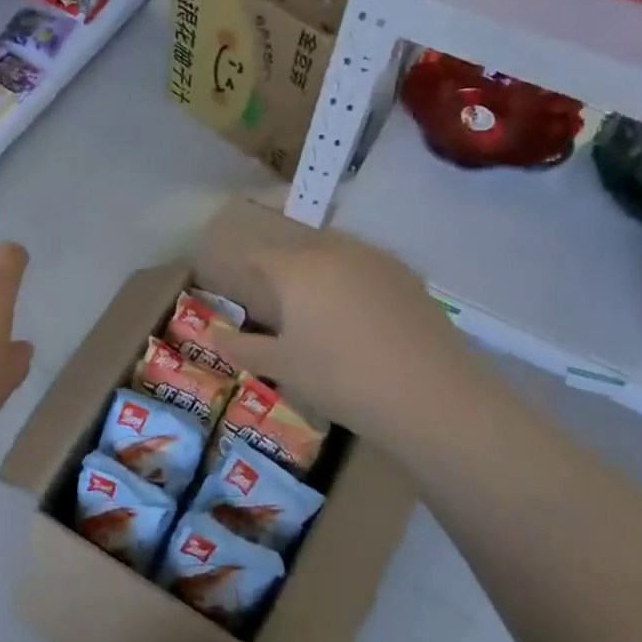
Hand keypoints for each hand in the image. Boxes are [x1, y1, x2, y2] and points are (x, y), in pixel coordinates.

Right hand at [212, 228, 481, 441]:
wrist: (428, 393)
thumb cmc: (340, 376)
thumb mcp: (283, 367)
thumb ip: (244, 349)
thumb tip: (212, 337)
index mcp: (298, 269)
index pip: (262, 255)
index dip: (247, 266)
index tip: (242, 282)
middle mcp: (337, 252)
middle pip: (303, 248)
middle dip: (288, 266)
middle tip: (281, 297)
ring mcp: (379, 262)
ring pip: (340, 253)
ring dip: (325, 270)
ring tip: (322, 305)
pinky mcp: (412, 279)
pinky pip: (371, 270)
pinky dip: (358, 283)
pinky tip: (362, 316)